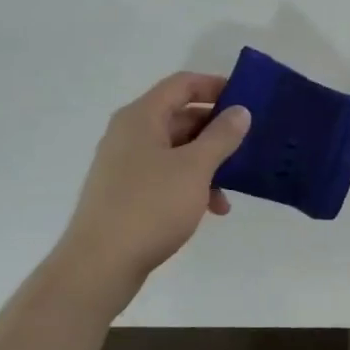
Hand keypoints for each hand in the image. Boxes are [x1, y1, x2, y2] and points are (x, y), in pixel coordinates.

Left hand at [50, 72, 251, 314]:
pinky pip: (166, 175)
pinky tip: (212, 208)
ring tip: (235, 184)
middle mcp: (130, 134)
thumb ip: (221, 136)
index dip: (215, 86)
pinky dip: (191, 184)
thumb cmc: (150, 207)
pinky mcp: (126, 193)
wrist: (99, 266)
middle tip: (249, 142)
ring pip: (176, 150)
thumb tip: (240, 111)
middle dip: (216, 129)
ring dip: (208, 162)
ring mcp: (125, 165)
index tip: (247, 99)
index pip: (182, 84)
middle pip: (180, 116)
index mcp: (142, 117)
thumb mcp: (195, 168)